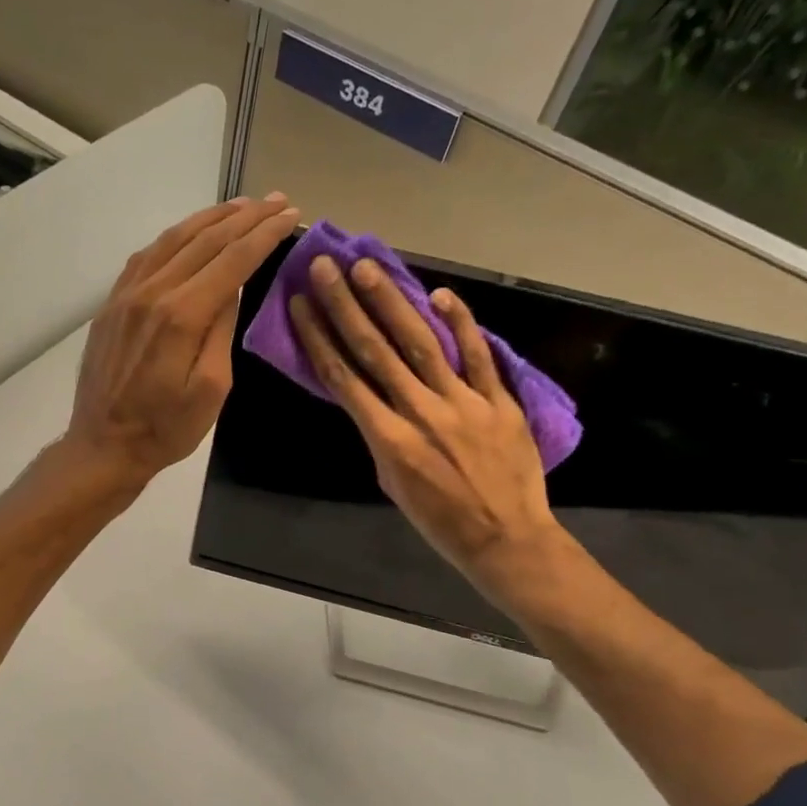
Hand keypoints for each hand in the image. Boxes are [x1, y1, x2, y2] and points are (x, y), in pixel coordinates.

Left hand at [65, 193, 299, 489]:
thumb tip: (232, 288)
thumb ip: (222, 332)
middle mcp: (152, 293)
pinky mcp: (112, 304)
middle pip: (204, 240)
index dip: (264, 234)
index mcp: (181, 315)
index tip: (290, 215)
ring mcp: (126, 295)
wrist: (104, 445)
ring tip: (240, 206)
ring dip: (210, 218)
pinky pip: (145, 256)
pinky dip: (173, 236)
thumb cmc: (165, 429)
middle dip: (245, 217)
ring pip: (172, 240)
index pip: (232, 260)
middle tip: (276, 201)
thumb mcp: (210, 390)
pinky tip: (189, 233)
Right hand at [290, 253, 559, 591]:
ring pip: (420, 343)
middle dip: (345, 306)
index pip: (344, 378)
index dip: (319, 337)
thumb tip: (373, 401)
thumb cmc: (440, 521)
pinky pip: (477, 355)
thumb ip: (381, 437)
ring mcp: (462, 402)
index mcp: (388, 439)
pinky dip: (460, 323)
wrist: (505, 538)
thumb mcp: (392, 483)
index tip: (301, 304)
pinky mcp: (499, 400)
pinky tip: (439, 294)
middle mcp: (420, 412)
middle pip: (375, 350)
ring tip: (367, 267)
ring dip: (390, 302)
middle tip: (325, 267)